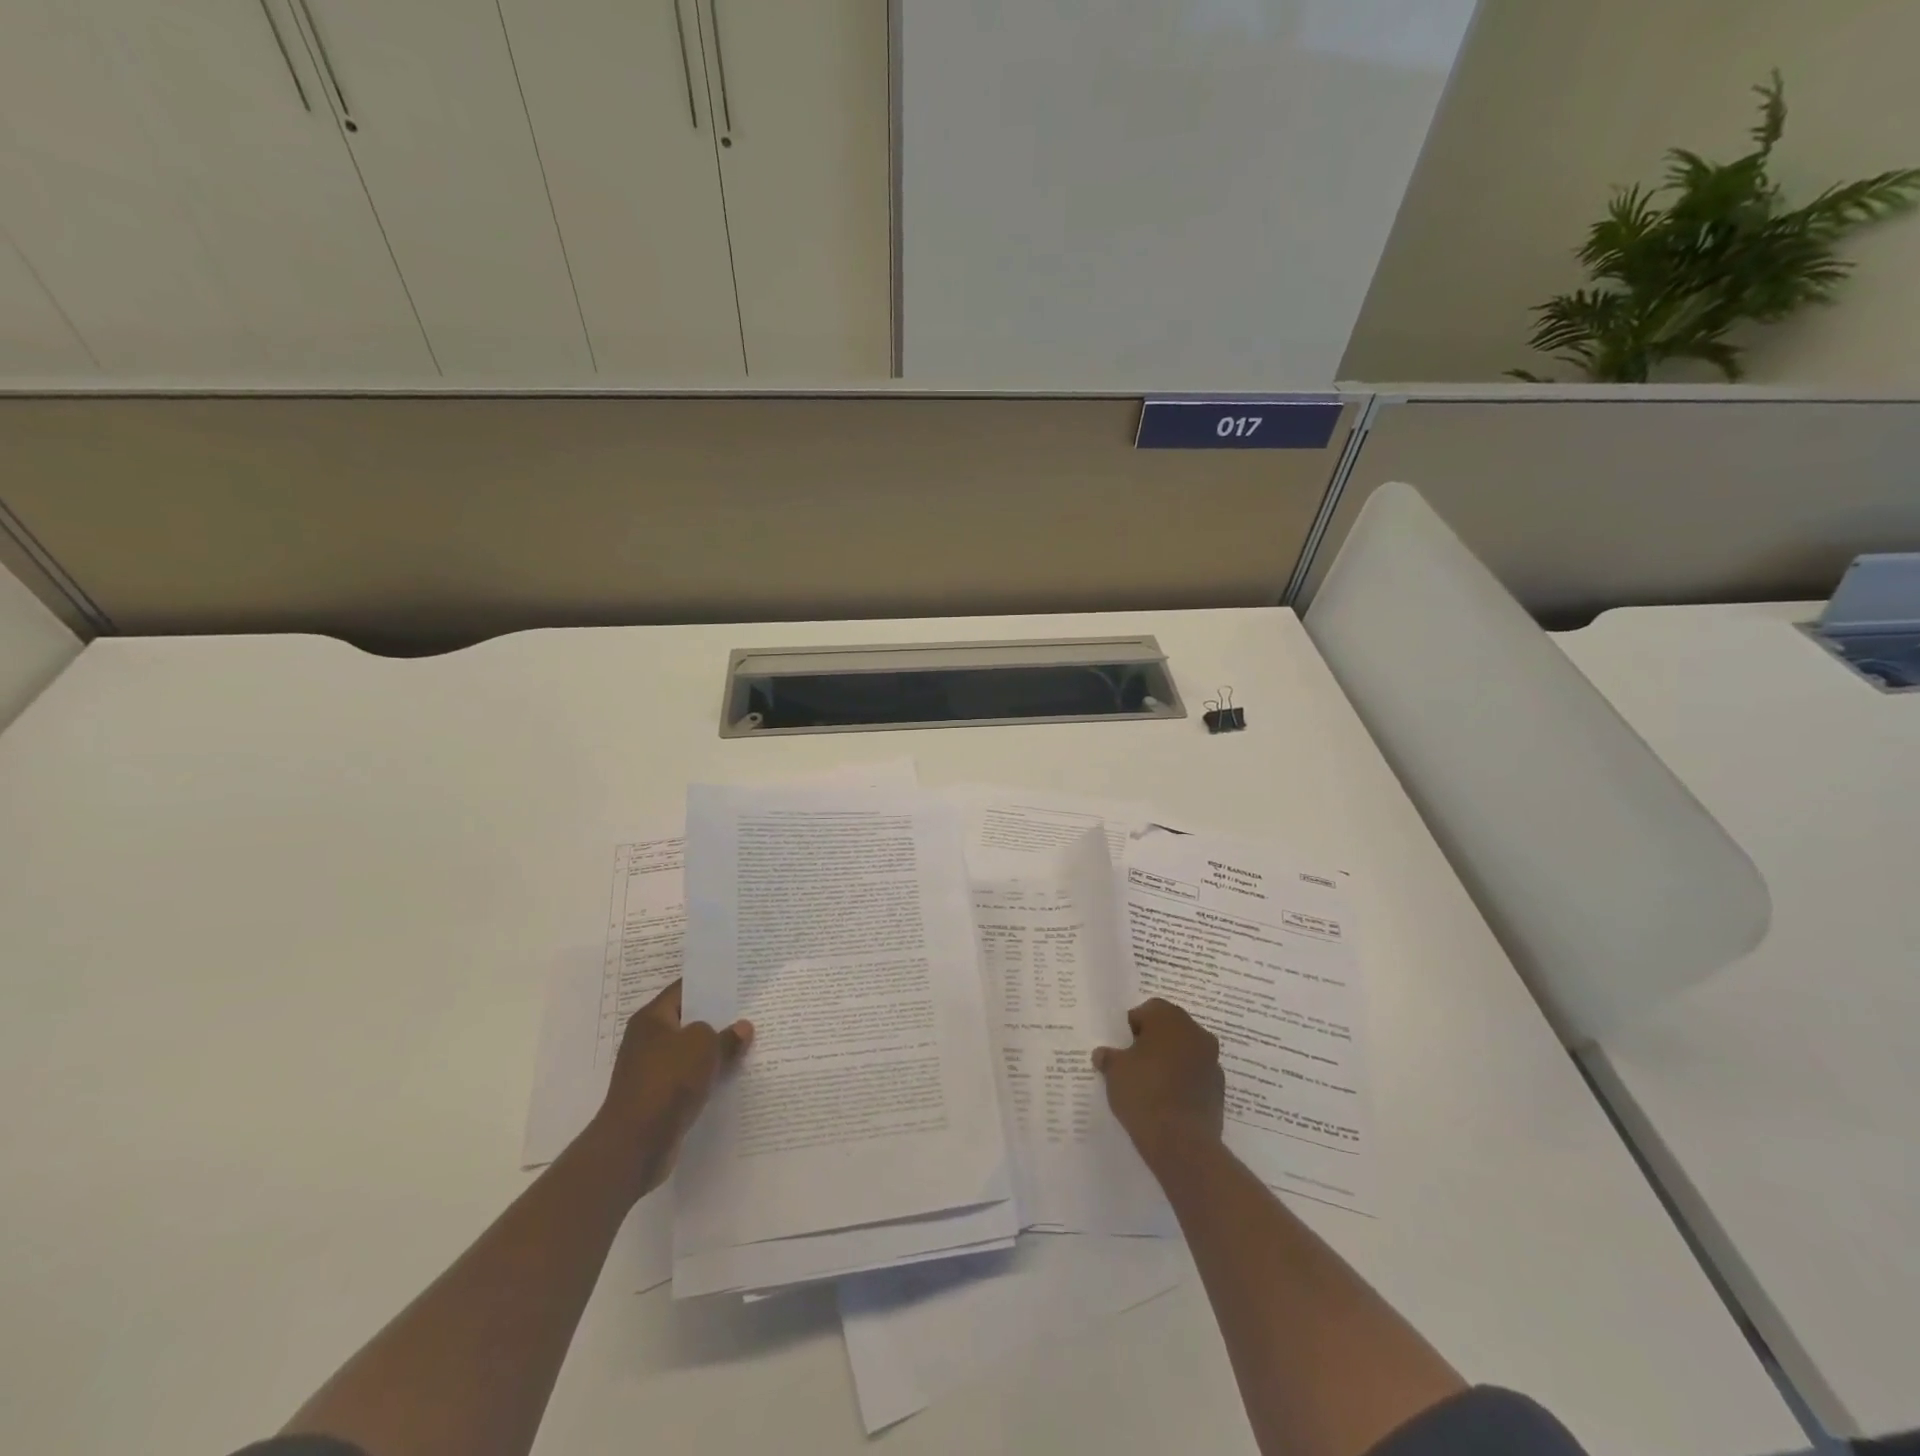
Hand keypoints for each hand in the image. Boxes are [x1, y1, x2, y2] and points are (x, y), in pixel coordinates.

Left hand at [592, 979, 752, 1197]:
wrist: (635, 1144)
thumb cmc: (667, 1080)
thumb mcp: (704, 1046)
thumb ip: (726, 1035)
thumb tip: (742, 1028)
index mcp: (652, 1019)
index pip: (684, 990)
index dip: (711, 985)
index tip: (738, 981)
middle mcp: (648, 1041)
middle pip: (688, 1022)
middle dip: (718, 1019)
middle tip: (752, 1011)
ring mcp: (652, 1071)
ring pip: (691, 1053)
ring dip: (715, 1052)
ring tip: (749, 1043)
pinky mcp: (659, 1099)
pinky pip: (690, 1080)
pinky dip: (708, 1078)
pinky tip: (733, 1077)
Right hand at [1093, 997, 1223, 1168]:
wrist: (1181, 1142)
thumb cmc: (1143, 1093)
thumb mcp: (1114, 1071)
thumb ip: (1109, 1057)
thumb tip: (1103, 1054)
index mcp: (1169, 1018)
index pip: (1147, 1010)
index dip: (1132, 1027)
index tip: (1122, 1048)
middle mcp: (1195, 1032)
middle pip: (1170, 1028)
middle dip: (1154, 1041)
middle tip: (1135, 1063)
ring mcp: (1212, 1060)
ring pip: (1185, 1051)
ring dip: (1171, 1060)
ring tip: (1151, 1084)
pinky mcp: (1219, 1088)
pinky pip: (1196, 1075)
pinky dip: (1184, 1081)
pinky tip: (1168, 1100)